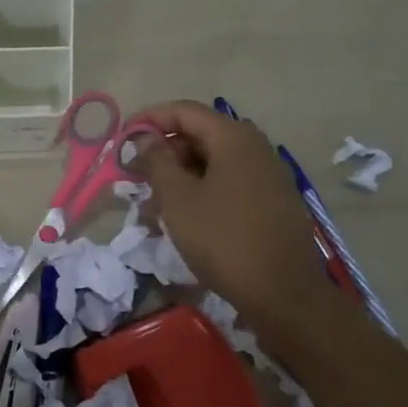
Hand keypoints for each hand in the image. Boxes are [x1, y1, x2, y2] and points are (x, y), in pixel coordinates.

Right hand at [131, 101, 354, 356]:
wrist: (285, 295)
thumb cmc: (224, 239)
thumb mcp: (178, 199)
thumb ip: (158, 161)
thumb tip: (145, 137)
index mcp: (234, 138)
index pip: (184, 111)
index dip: (149, 119)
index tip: (122, 138)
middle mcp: (256, 148)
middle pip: (200, 135)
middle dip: (164, 152)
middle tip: (136, 175)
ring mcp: (268, 175)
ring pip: (214, 162)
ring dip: (180, 176)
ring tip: (153, 205)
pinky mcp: (273, 202)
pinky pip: (230, 183)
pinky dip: (202, 191)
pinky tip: (183, 218)